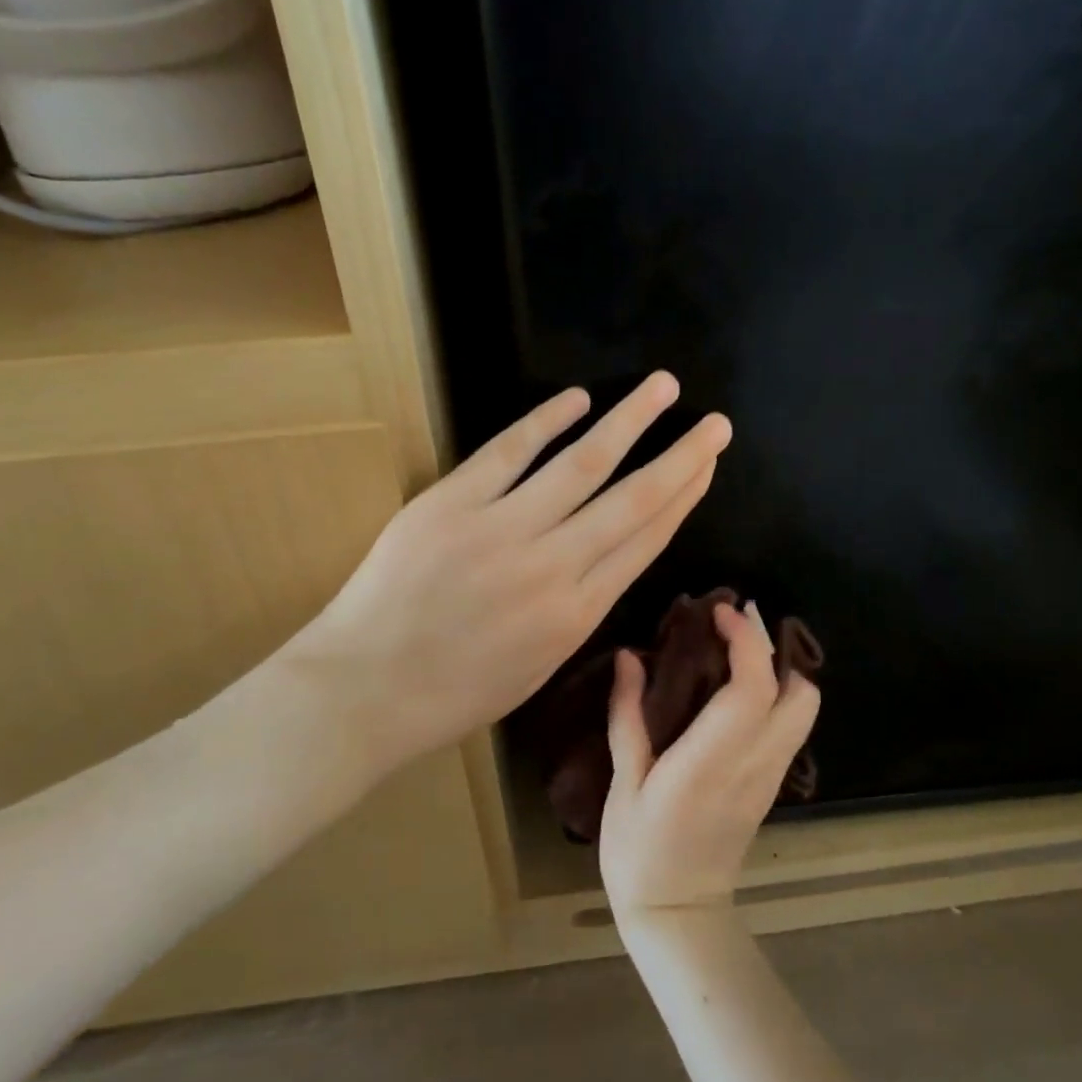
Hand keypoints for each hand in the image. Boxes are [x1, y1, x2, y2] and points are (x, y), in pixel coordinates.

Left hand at [284, 372, 730, 779]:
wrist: (365, 690)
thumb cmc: (453, 693)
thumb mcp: (537, 666)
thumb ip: (578, 612)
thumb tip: (606, 560)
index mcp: (577, 614)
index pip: (645, 541)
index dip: (683, 498)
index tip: (707, 466)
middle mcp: (552, 566)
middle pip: (633, 499)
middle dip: (681, 457)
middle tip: (716, 423)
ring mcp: (501, 529)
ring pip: (582, 464)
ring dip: (629, 421)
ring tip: (663, 387)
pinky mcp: (451, 503)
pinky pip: (509, 451)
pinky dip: (546, 421)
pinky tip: (578, 397)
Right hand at [599, 602, 820, 921]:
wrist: (679, 914)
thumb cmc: (640, 850)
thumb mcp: (624, 783)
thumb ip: (628, 716)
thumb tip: (629, 656)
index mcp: (711, 761)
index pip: (752, 689)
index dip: (746, 642)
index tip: (721, 611)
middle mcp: (754, 764)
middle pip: (798, 694)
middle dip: (774, 647)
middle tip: (735, 623)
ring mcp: (770, 777)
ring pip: (805, 710)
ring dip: (782, 669)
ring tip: (738, 651)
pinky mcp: (772, 786)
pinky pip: (792, 727)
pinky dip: (780, 694)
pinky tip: (740, 689)